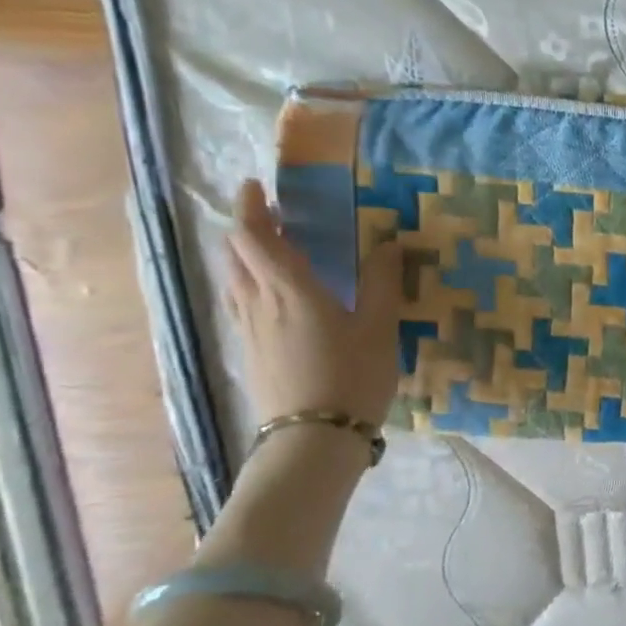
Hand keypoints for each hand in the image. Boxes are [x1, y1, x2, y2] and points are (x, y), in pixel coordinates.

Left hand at [224, 178, 401, 427]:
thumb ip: (383, 283)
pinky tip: (277, 298)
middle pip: (236, 253)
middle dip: (249, 228)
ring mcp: (248, 330)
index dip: (251, 207)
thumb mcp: (380, 328)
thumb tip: (389, 243)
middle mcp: (259, 302)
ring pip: (235, 279)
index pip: (253, 236)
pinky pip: (241, 303)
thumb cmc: (353, 377)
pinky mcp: (250, 352)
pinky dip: (252, 284)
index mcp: (291, 289)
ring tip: (276, 252)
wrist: (314, 438)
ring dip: (247, 256)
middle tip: (275, 217)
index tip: (260, 188)